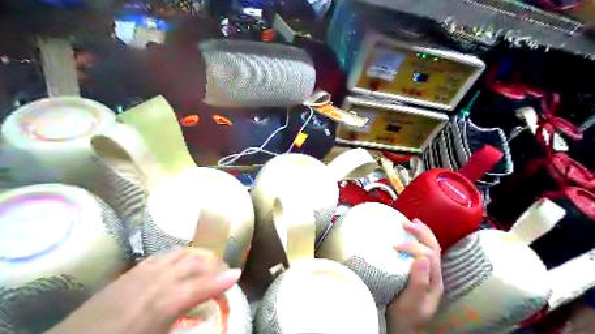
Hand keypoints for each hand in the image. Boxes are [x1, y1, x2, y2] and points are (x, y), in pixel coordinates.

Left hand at [44, 248, 237, 333]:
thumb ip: (183, 322)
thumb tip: (206, 318)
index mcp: (161, 304)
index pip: (199, 285)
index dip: (221, 280)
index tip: (238, 274)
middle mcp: (154, 281)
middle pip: (193, 262)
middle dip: (214, 263)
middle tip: (226, 272)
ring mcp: (142, 272)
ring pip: (180, 253)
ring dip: (200, 255)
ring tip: (210, 263)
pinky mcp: (132, 270)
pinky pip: (164, 254)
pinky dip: (182, 254)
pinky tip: (185, 260)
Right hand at [388, 219, 442, 333]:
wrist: (404, 327)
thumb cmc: (406, 317)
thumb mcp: (411, 303)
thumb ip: (418, 283)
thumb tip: (421, 259)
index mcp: (434, 281)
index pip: (429, 255)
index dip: (414, 246)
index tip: (394, 245)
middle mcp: (434, 274)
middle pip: (434, 247)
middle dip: (422, 233)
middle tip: (406, 223)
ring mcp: (428, 272)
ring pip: (430, 247)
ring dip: (421, 233)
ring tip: (410, 222)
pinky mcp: (418, 271)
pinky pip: (421, 250)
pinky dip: (416, 239)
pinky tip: (408, 235)